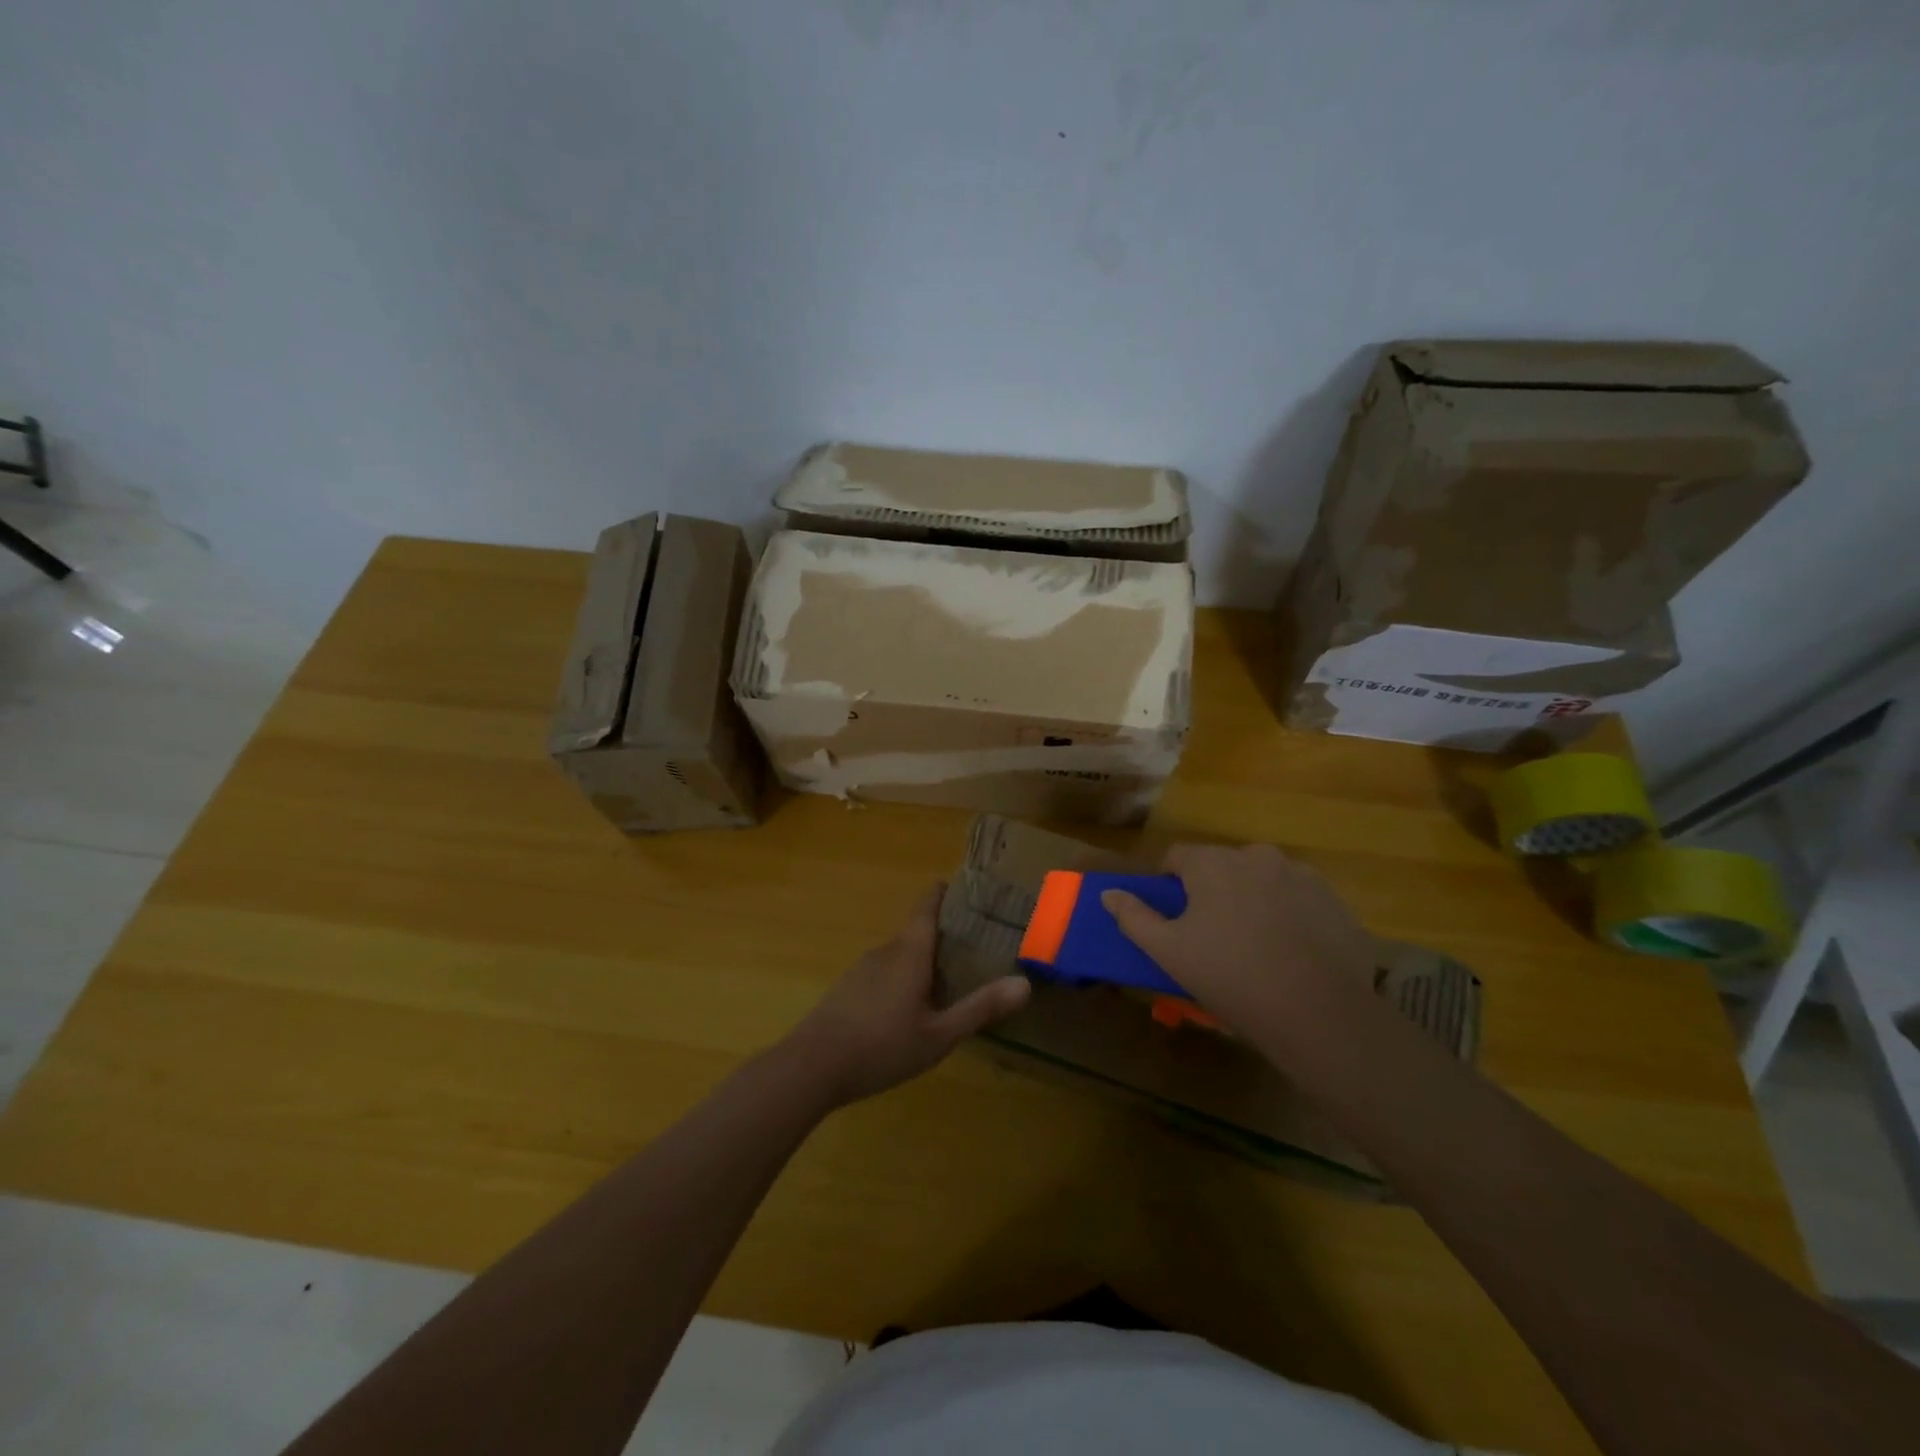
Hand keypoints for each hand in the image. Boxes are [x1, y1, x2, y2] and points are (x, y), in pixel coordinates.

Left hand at [781, 883, 1029, 1107]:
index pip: (926, 907)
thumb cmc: (881, 1046)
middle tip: (973, 946)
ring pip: (899, 955)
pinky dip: (901, 979)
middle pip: (916, 932)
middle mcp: (885, 951)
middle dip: (942, 936)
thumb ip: (980, 1008)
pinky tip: (908, 1009)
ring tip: (947, 979)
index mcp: (909, 952)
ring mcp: (861, 970)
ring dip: (921, 961)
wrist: (811, 1067)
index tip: (962, 887)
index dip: (943, 893)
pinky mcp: (846, 990)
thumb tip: (1025, 983)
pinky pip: (882, 973)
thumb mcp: (939, 1035)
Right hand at [1102, 843, 1373, 1032]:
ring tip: (1255, 948)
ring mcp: (1300, 874)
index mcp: (1212, 862)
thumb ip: (1134, 917)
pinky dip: (1288, 915)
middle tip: (1212, 938)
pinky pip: (1297, 899)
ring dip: (1251, 900)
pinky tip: (1290, 953)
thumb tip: (1108, 894)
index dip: (1169, 884)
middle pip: (1221, 867)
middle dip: (1212, 892)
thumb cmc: (1230, 976)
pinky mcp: (1334, 899)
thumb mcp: (1169, 952)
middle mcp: (1256, 855)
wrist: (1319, 1013)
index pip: (1176, 857)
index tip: (1173, 918)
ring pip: (1261, 881)